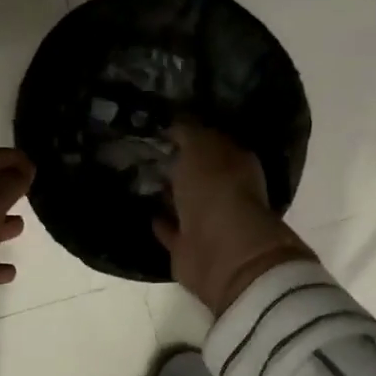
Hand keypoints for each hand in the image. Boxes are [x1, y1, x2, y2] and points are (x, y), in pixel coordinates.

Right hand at [155, 122, 313, 315]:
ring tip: (140, 176)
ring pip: (184, 201)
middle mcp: (225, 191)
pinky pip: (171, 229)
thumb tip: (175, 123)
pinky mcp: (189, 247)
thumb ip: (188, 132)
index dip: (191, 133)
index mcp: (236, 163)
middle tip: (147, 148)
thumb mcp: (200, 148)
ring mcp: (207, 221)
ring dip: (168, 191)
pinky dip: (160, 221)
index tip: (164, 125)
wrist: (221, 252)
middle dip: (179, 162)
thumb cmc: (216, 190)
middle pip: (198, 172)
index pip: (212, 142)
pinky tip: (143, 209)